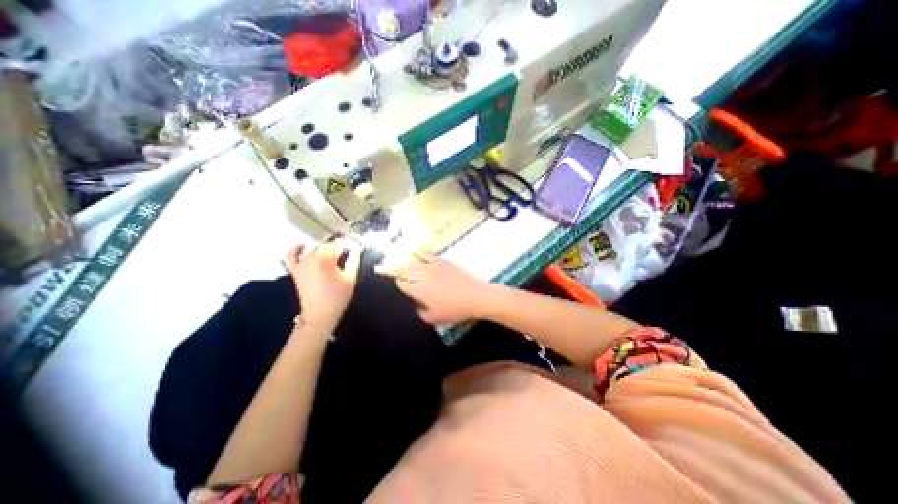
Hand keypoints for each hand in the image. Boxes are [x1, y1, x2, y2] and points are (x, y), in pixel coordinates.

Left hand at [284, 240, 359, 329]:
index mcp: (325, 258)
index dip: (349, 245)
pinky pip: (291, 253)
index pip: (339, 244)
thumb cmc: (338, 296)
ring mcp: (300, 262)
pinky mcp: (294, 269)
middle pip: (326, 244)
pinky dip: (298, 248)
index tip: (356, 249)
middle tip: (347, 253)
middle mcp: (311, 257)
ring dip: (323, 247)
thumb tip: (356, 248)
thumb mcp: (351, 278)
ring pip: (312, 246)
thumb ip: (354, 259)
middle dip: (337, 246)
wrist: (319, 314)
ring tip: (331, 253)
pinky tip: (306, 248)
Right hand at [376, 253, 494, 323]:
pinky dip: (420, 256)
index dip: (395, 282)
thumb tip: (415, 306)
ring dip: (405, 261)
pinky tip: (418, 256)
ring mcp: (432, 266)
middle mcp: (422, 275)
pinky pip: (428, 256)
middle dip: (394, 268)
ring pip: (413, 261)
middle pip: (403, 269)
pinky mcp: (443, 261)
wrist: (475, 295)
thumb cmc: (455, 309)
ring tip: (397, 259)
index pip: (400, 283)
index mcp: (418, 290)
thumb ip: (421, 313)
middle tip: (384, 266)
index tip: (392, 282)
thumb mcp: (435, 318)